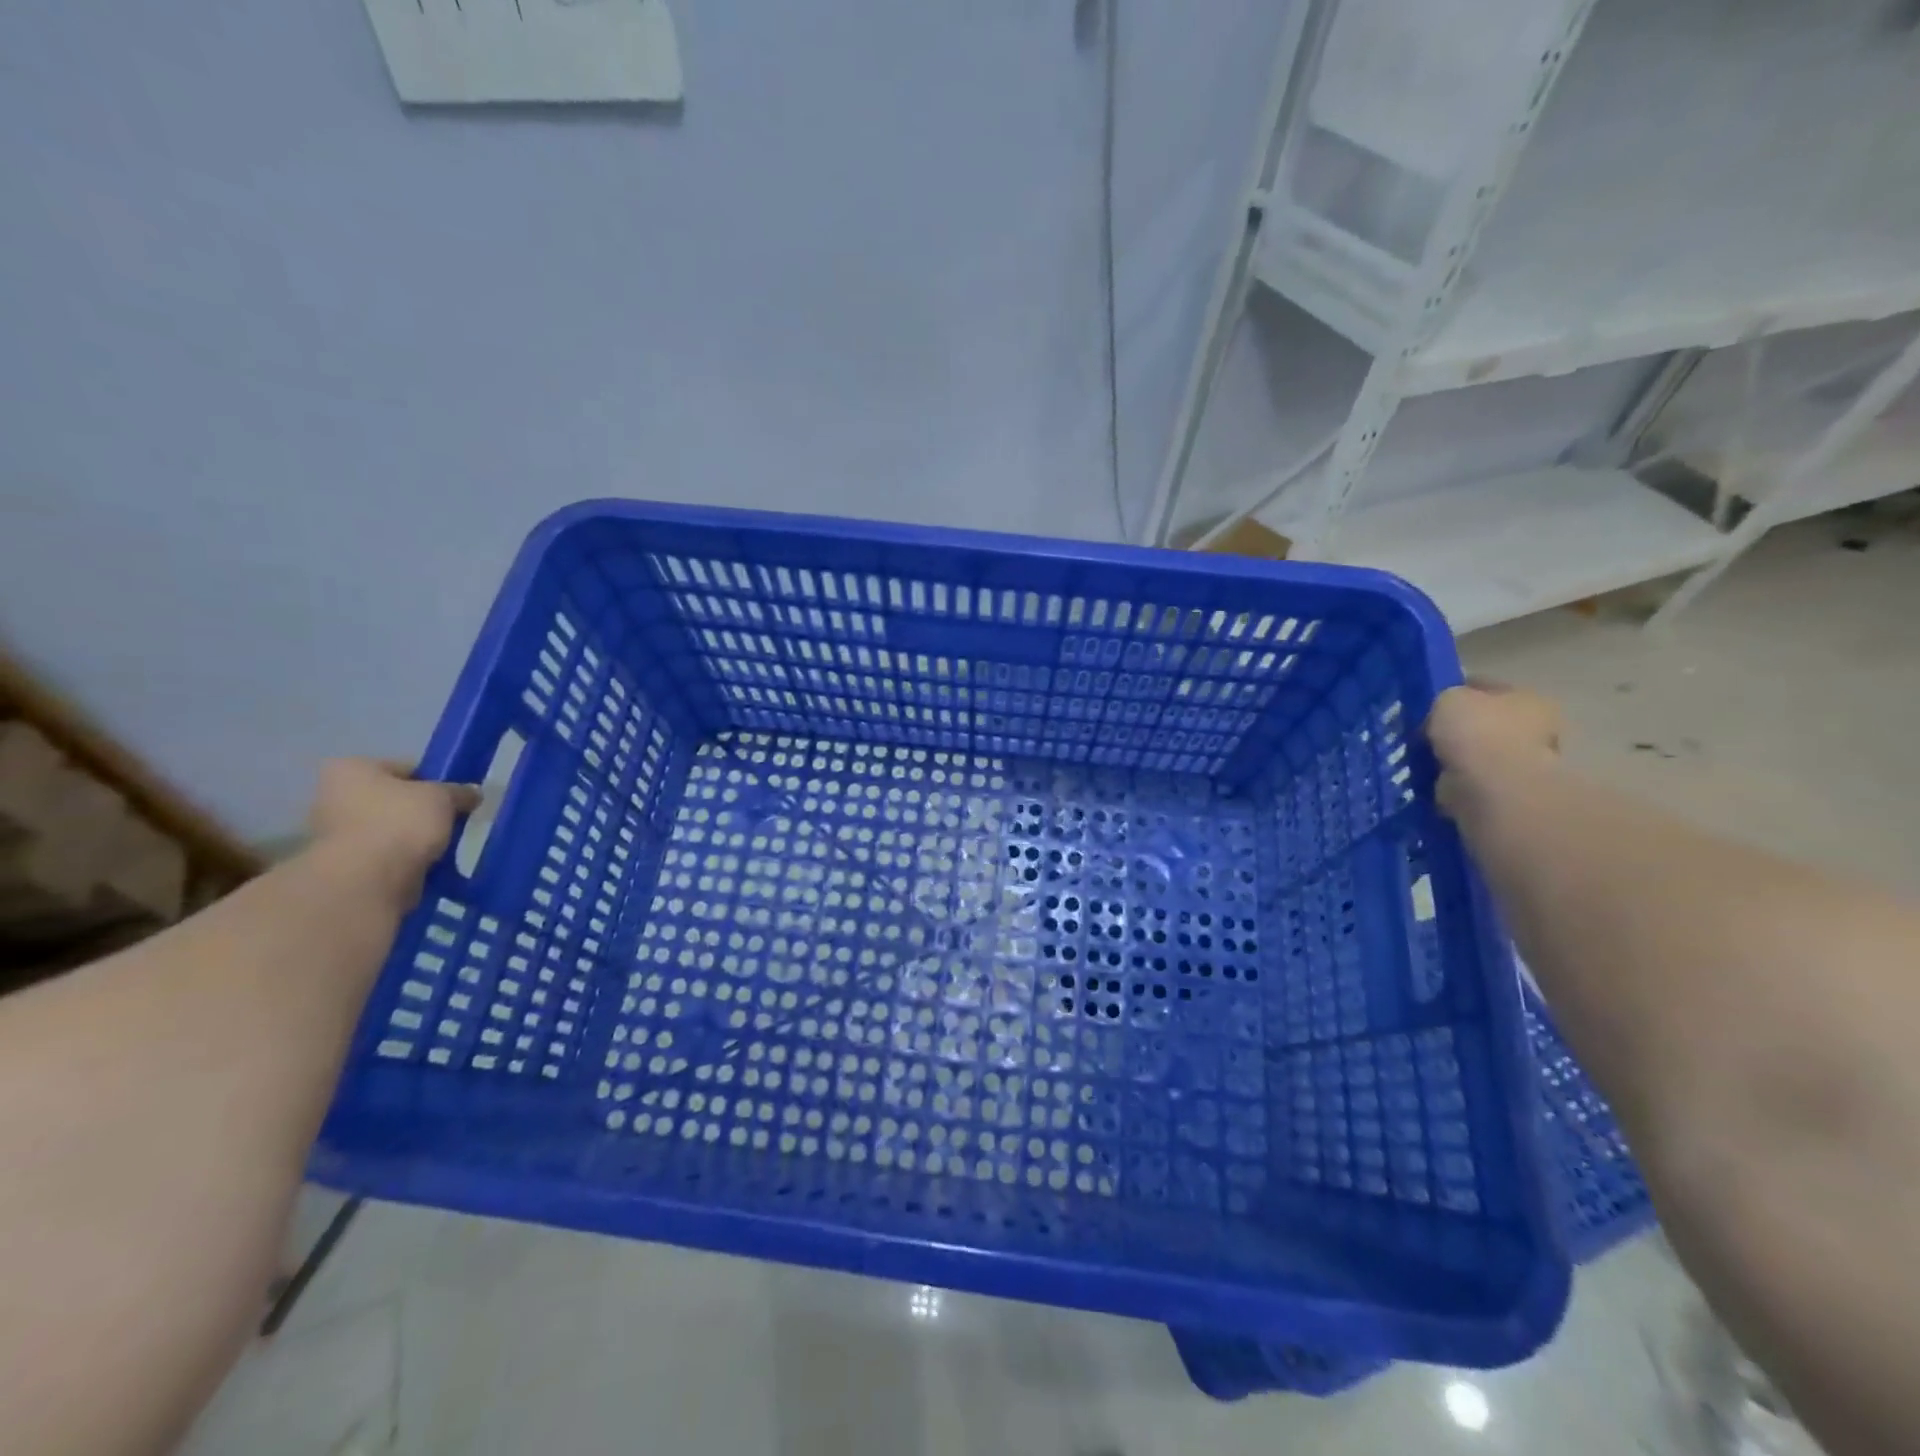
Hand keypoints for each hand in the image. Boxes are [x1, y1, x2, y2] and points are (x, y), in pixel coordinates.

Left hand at [306, 759, 480, 902]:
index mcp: (350, 769)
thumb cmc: (401, 822)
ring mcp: (332, 834)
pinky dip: (403, 858)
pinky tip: (427, 863)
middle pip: (391, 799)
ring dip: (411, 836)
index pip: (402, 768)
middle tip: (451, 820)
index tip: (454, 796)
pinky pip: (384, 855)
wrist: (369, 879)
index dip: (433, 780)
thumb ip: (459, 791)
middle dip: (419, 810)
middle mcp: (331, 797)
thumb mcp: (443, 797)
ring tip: (442, 845)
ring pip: (387, 828)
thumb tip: (473, 793)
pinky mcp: (342, 866)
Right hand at [1425, 683, 1562, 820]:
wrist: (1490, 788)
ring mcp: (1518, 765)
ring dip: (1451, 756)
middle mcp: (1532, 730)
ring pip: (1472, 754)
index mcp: (1527, 699)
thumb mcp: (1449, 697)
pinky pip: (1464, 780)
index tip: (1426, 700)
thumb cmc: (1477, 732)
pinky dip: (1447, 780)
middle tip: (1420, 731)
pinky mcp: (1500, 794)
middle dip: (1455, 728)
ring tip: (1419, 756)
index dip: (1454, 689)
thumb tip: (1439, 711)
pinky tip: (1427, 777)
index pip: (1485, 687)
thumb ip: (1444, 698)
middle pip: (1482, 722)